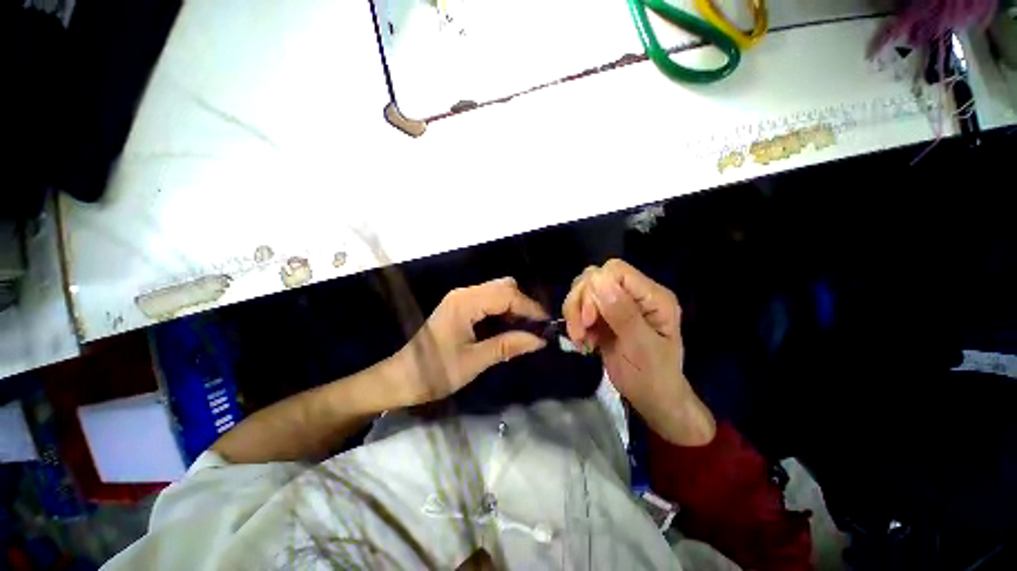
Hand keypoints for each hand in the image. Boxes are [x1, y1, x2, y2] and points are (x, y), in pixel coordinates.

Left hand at [389, 277, 548, 406]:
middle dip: (523, 305)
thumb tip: (540, 340)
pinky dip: (503, 311)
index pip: (507, 295)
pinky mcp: (461, 307)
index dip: (530, 308)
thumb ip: (508, 346)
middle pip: (504, 287)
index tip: (547, 324)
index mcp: (465, 303)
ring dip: (514, 307)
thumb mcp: (475, 360)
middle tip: (535, 328)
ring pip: (498, 291)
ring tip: (525, 329)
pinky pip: (489, 300)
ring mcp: (461, 298)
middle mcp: (464, 293)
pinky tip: (509, 327)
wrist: (402, 378)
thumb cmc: (435, 371)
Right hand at [563, 259, 714, 444]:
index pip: (615, 271)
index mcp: (653, 296)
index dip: (595, 289)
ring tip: (580, 339)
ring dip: (575, 314)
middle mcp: (635, 294)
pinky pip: (580, 306)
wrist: (651, 399)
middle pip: (594, 277)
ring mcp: (618, 304)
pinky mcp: (604, 315)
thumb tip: (598, 279)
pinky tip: (582, 341)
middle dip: (581, 303)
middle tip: (581, 331)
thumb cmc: (653, 377)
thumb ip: (623, 313)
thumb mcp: (641, 347)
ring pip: (583, 290)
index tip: (589, 319)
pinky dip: (575, 322)